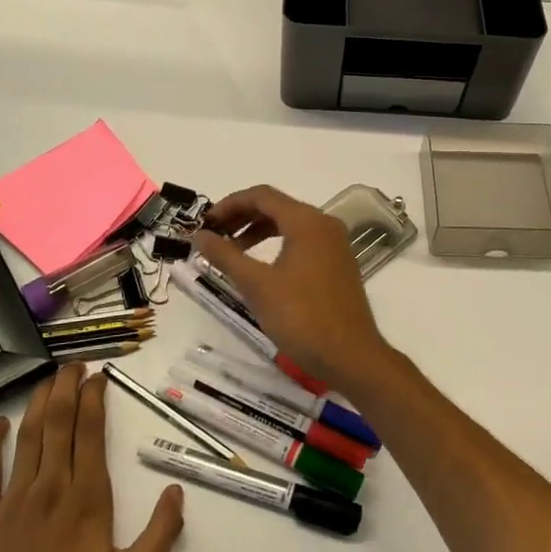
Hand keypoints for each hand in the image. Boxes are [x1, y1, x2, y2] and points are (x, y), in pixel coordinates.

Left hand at [0, 365, 184, 551]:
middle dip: (67, 387)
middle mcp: (50, 487)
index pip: (91, 433)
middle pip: (58, 423)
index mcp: (86, 499)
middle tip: (75, 363)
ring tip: (49, 378)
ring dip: (39, 402)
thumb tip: (176, 491)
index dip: (95, 399)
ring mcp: (14, 500)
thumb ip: (159, 537)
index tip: (100, 376)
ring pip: (27, 436)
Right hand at [191, 185, 407, 403]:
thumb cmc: (301, 317)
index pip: (261, 196)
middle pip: (276, 207)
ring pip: (290, 224)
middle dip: (242, 217)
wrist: (350, 355)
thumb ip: (225, 255)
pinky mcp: (338, 263)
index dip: (229, 204)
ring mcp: (335, 244)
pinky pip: (303, 241)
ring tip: (231, 250)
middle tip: (214, 235)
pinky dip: (277, 244)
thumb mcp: (257, 285)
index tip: (205, 223)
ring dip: (258, 231)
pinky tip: (261, 266)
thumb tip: (200, 235)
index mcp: (306, 221)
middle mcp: (324, 224)